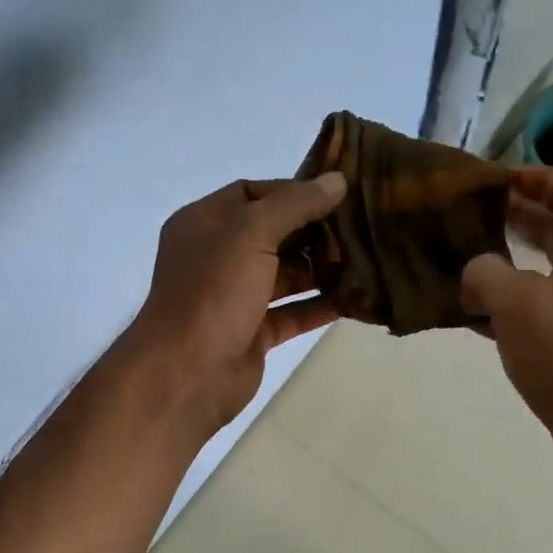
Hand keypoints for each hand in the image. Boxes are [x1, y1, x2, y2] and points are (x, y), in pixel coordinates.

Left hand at [122, 172, 348, 434]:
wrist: (188, 373)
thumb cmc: (213, 291)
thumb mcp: (251, 233)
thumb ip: (296, 204)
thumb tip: (337, 180)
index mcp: (204, 223)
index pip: (252, 193)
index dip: (292, 191)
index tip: (336, 194)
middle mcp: (217, 256)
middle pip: (271, 234)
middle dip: (312, 232)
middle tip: (357, 228)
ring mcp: (234, 297)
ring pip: (284, 275)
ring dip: (319, 269)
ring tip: (364, 260)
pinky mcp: (252, 332)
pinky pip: (291, 313)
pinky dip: (319, 306)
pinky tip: (354, 299)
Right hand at [461, 167, 552, 475]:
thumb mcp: (515, 303)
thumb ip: (485, 273)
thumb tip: (475, 274)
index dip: (543, 178)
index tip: (503, 183)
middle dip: (521, 219)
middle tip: (477, 217)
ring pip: (548, 272)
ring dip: (511, 262)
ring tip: (467, 263)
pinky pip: (541, 309)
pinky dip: (512, 304)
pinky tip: (475, 314)